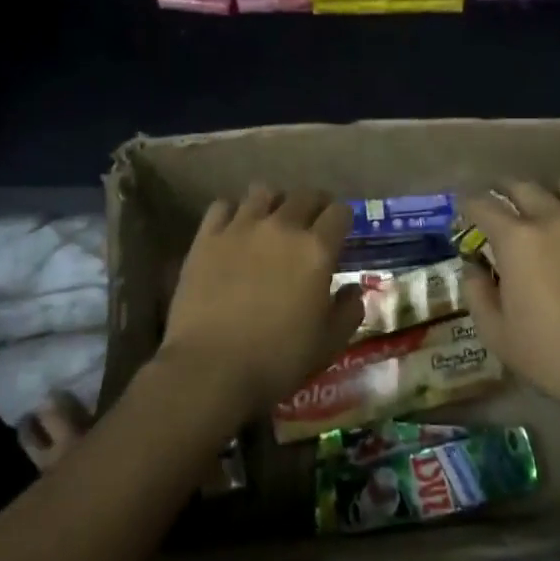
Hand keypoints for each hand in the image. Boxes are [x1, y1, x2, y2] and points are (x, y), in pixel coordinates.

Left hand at [156, 186, 361, 424]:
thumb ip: (349, 310)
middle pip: (304, 195)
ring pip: (263, 192)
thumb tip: (352, 289)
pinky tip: (234, 228)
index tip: (340, 231)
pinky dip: (233, 211)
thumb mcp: (329, 343)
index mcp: (316, 250)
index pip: (339, 212)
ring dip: (274, 202)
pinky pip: (223, 205)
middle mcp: (281, 227)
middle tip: (311, 222)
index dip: (343, 219)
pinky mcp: (207, 237)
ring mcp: (241, 227)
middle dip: (314, 204)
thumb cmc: (277, 359)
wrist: (210, 368)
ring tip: (271, 220)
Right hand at [461, 178, 559, 431]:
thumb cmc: (553, 355)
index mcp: (517, 239)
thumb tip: (473, 267)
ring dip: (550, 193)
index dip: (468, 205)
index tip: (464, 211)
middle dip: (504, 193)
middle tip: (499, 209)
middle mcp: (552, 218)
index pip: (483, 204)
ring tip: (547, 211)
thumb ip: (476, 294)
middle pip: (522, 186)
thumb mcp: (497, 334)